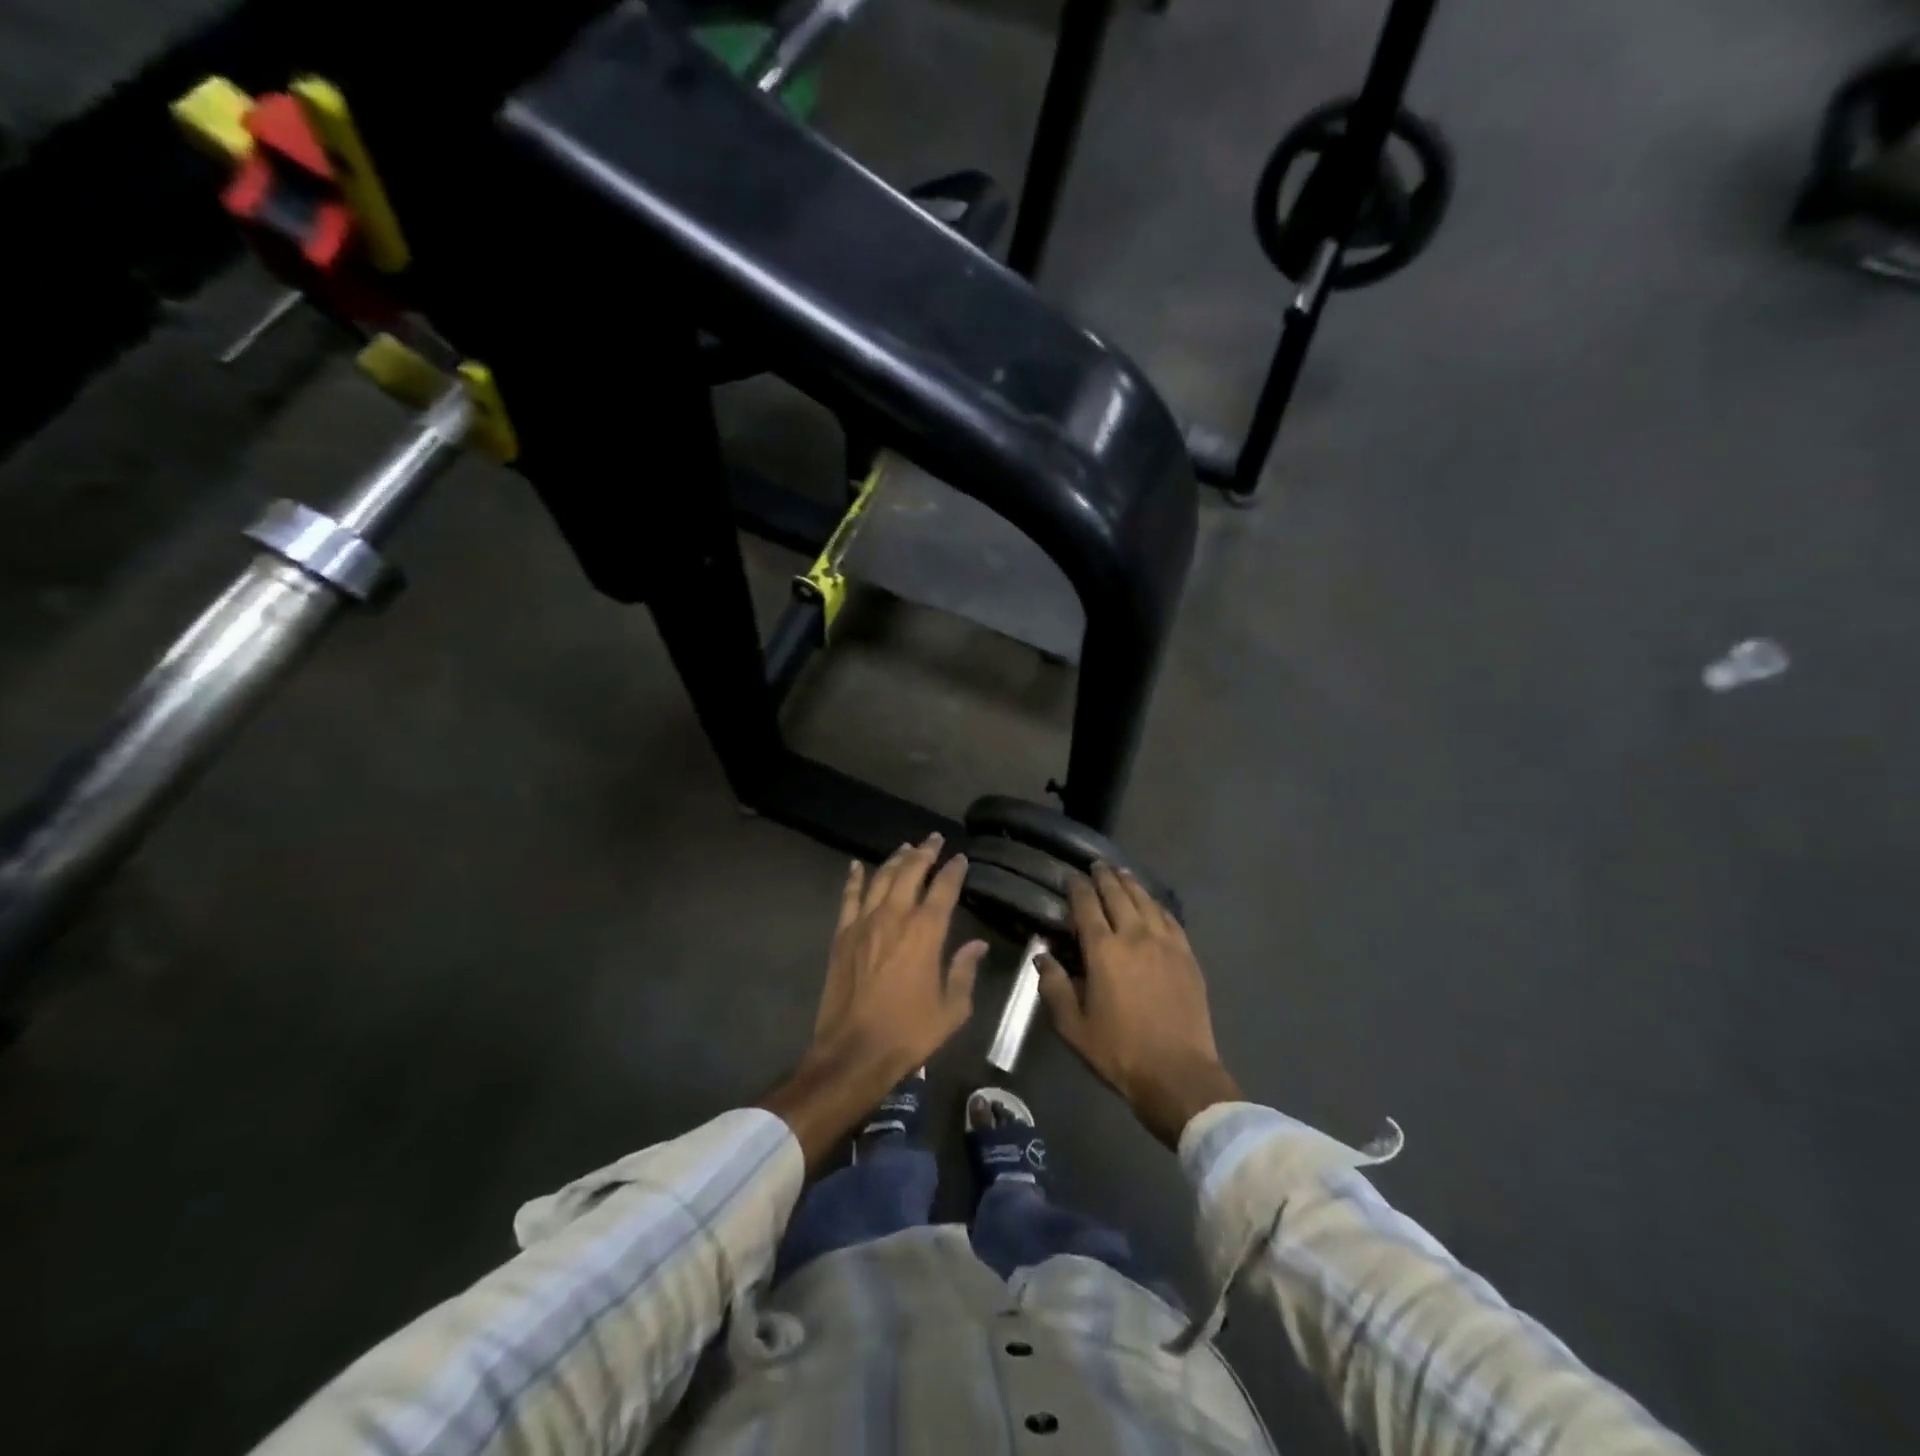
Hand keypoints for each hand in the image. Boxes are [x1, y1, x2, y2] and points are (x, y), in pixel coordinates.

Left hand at [764, 835, 985, 1165]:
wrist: (853, 1052)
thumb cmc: (909, 1034)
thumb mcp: (951, 1009)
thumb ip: (964, 972)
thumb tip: (977, 945)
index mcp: (926, 933)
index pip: (944, 888)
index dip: (953, 870)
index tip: (960, 858)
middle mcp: (895, 917)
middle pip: (911, 872)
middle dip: (925, 852)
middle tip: (933, 839)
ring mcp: (864, 923)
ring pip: (882, 878)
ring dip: (895, 859)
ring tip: (906, 846)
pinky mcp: (842, 935)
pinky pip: (849, 898)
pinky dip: (854, 878)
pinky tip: (858, 865)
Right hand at [1038, 864, 1240, 1147]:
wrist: (1178, 1074)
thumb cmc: (1119, 1051)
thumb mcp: (1073, 1026)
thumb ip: (1054, 987)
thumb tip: (1042, 956)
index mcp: (1104, 950)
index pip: (1087, 906)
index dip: (1078, 888)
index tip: (1071, 877)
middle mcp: (1135, 936)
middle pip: (1119, 895)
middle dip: (1106, 877)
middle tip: (1097, 865)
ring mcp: (1165, 944)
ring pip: (1146, 901)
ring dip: (1131, 884)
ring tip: (1122, 873)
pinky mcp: (1187, 956)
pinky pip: (1171, 919)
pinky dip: (1158, 905)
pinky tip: (1153, 903)